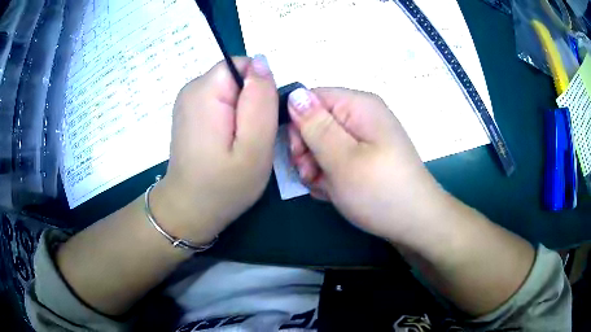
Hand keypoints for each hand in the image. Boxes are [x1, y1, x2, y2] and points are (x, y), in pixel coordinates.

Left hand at [152, 56, 277, 243]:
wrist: (189, 210)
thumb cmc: (224, 186)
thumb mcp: (255, 146)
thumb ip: (261, 100)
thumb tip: (263, 61)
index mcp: (205, 91)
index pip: (243, 65)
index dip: (259, 89)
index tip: (259, 120)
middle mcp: (192, 88)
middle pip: (236, 76)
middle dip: (251, 101)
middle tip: (251, 137)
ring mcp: (188, 100)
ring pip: (230, 89)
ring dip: (242, 111)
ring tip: (240, 143)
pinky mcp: (190, 112)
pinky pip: (220, 100)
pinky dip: (230, 117)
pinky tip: (227, 142)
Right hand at [288, 87, 445, 243]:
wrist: (416, 223)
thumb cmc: (380, 191)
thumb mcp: (342, 159)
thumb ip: (315, 126)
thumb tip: (295, 95)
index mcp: (359, 106)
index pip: (311, 99)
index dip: (299, 124)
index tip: (300, 154)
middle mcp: (362, 116)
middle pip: (316, 122)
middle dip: (308, 150)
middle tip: (311, 176)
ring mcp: (366, 138)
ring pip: (323, 144)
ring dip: (317, 167)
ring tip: (327, 188)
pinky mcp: (367, 156)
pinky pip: (337, 157)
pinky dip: (330, 175)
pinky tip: (335, 192)